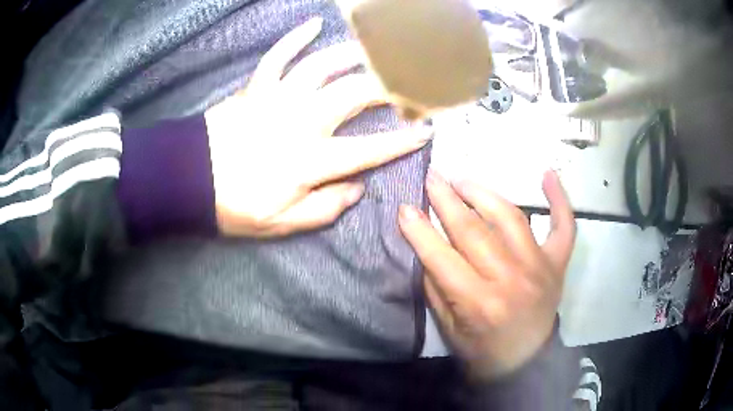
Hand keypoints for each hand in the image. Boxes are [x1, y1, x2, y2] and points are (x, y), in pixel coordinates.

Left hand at [205, 17, 430, 237]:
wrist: (187, 178)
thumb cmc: (234, 204)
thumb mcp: (281, 223)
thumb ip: (324, 208)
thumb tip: (356, 187)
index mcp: (309, 161)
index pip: (368, 150)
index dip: (401, 142)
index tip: (426, 131)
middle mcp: (300, 122)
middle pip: (354, 96)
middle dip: (389, 87)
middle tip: (410, 81)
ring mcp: (277, 98)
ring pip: (323, 67)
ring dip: (354, 55)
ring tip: (377, 50)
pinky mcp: (256, 87)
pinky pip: (279, 55)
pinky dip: (296, 37)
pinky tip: (314, 24)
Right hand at [399, 170, 575, 380]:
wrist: (525, 362)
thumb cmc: (481, 350)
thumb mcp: (447, 329)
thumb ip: (436, 286)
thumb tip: (427, 245)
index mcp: (478, 303)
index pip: (441, 257)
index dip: (419, 230)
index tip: (404, 207)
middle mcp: (510, 278)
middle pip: (474, 230)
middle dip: (446, 199)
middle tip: (431, 177)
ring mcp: (539, 266)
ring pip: (511, 217)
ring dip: (483, 193)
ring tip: (463, 181)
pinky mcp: (557, 263)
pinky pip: (564, 226)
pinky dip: (559, 199)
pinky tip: (548, 175)